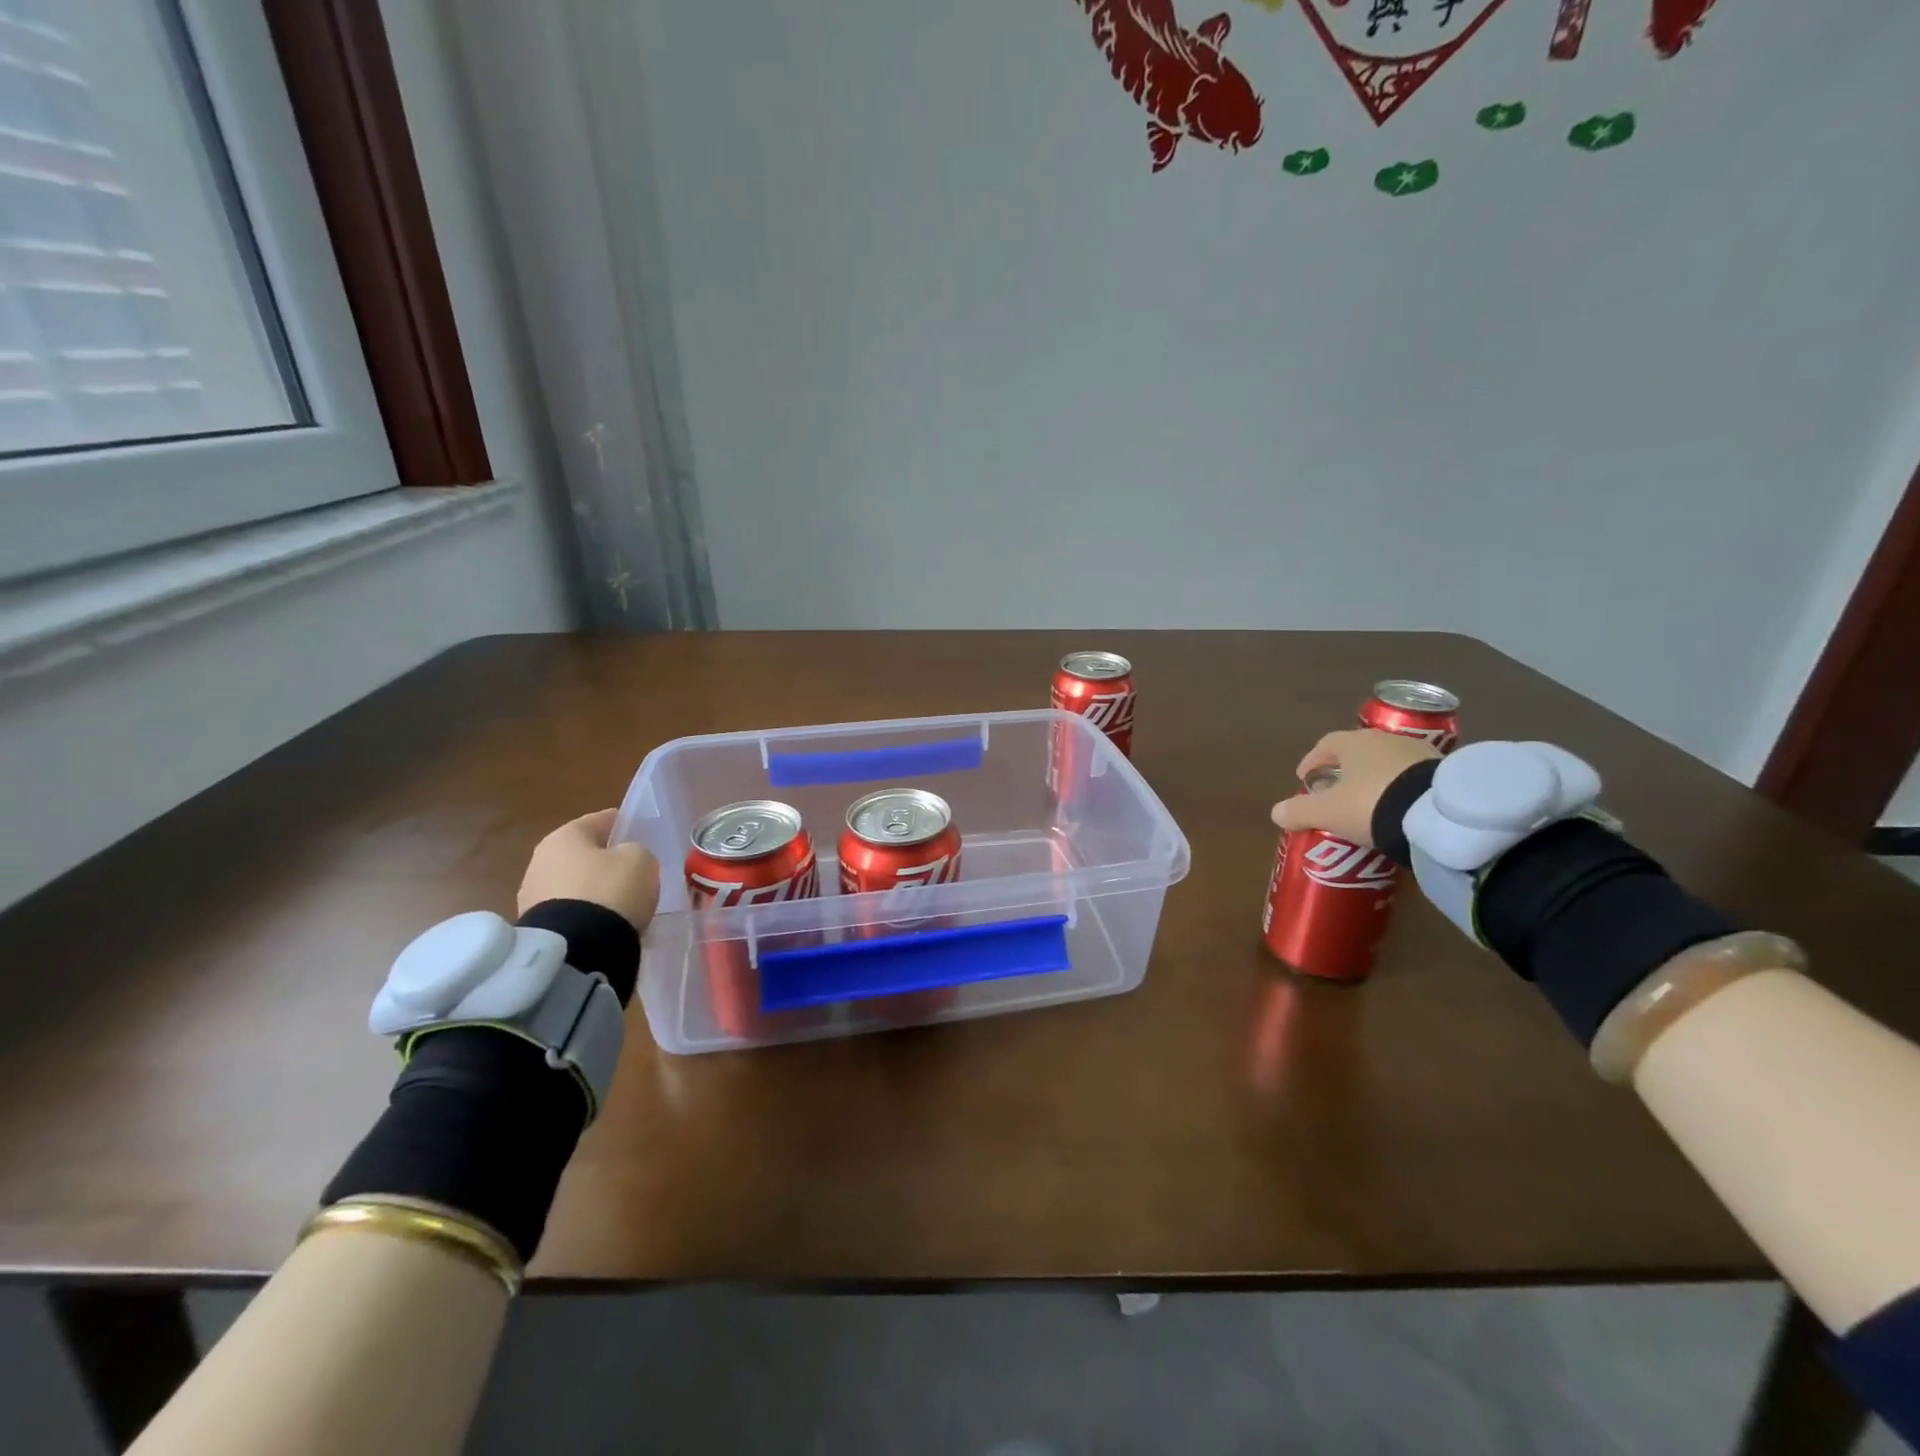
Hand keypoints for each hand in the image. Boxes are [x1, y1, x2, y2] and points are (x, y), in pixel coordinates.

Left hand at [517, 808, 659, 933]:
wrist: (577, 948)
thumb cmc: (611, 890)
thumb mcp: (640, 859)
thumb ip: (635, 851)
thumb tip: (624, 859)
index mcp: (564, 836)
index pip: (600, 820)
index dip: (623, 824)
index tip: (641, 834)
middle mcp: (540, 860)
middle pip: (583, 854)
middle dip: (605, 861)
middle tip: (631, 872)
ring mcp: (532, 896)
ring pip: (575, 884)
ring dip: (594, 890)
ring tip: (620, 904)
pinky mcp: (536, 928)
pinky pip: (570, 912)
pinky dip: (586, 914)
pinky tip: (605, 924)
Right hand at [1269, 729, 1439, 845]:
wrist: (1438, 814)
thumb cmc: (1371, 804)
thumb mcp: (1328, 812)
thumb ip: (1299, 811)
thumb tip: (1276, 813)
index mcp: (1353, 743)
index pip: (1326, 745)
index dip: (1312, 761)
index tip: (1305, 779)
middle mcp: (1384, 739)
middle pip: (1358, 752)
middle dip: (1344, 770)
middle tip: (1336, 793)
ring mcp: (1418, 752)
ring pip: (1386, 763)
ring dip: (1375, 778)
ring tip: (1370, 803)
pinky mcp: (1443, 770)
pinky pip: (1412, 776)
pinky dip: (1401, 788)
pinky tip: (1400, 807)